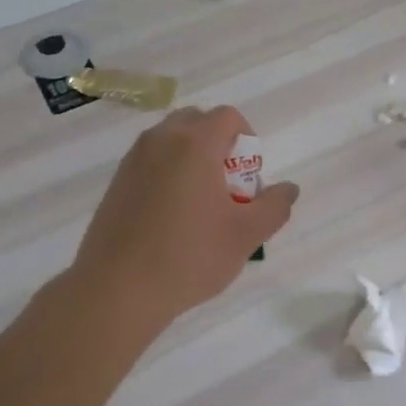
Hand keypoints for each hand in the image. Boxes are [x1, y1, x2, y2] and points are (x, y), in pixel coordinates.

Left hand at [70, 105, 298, 331]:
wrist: (117, 289)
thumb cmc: (189, 256)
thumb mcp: (246, 235)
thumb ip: (275, 206)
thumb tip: (288, 189)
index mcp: (195, 143)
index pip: (228, 116)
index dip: (247, 140)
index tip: (248, 179)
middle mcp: (160, 140)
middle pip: (198, 122)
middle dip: (219, 145)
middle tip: (227, 188)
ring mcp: (133, 160)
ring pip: (171, 141)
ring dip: (193, 159)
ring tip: (200, 206)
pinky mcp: (116, 182)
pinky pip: (151, 162)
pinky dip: (168, 174)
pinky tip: (171, 219)